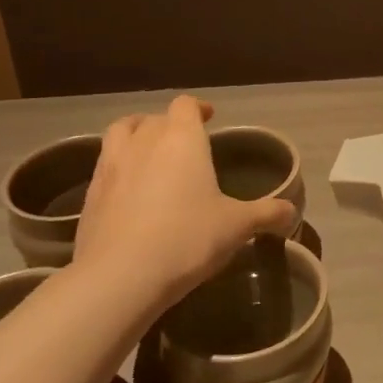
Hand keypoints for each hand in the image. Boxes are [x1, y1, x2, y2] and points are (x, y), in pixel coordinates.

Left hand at [70, 96, 296, 304]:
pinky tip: (130, 193)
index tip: (209, 118)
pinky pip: (104, 167)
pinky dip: (118, 169)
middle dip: (169, 125)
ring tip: (149, 155)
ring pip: (119, 133)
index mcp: (182, 139)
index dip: (198, 108)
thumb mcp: (237, 227)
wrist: (121, 276)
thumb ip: (267, 214)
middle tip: (184, 145)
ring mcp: (110, 166)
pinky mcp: (89, 195)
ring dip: (136, 136)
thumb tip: (292, 212)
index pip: (186, 105)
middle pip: (153, 118)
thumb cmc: (188, 238)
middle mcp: (143, 142)